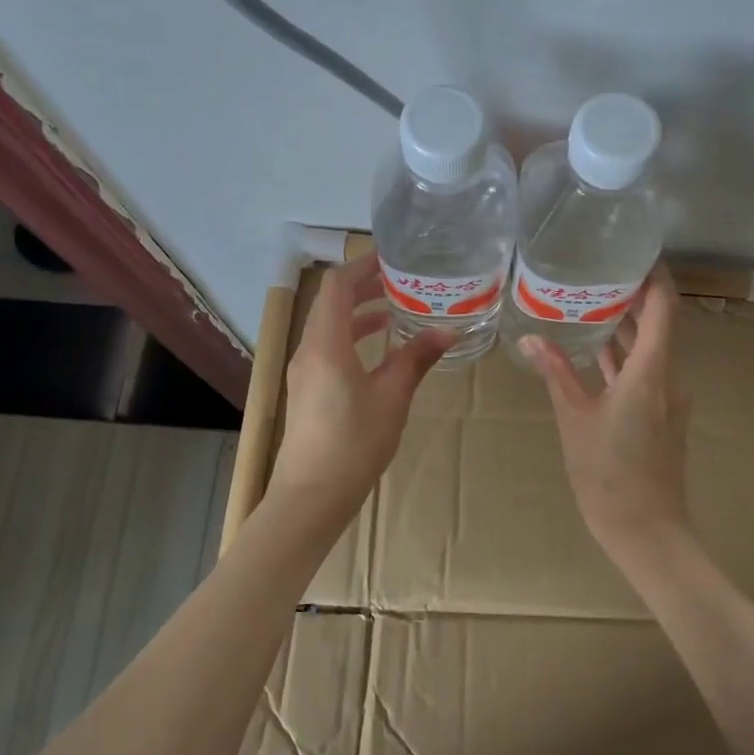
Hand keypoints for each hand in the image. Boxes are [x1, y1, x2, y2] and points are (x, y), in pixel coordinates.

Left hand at [266, 252, 452, 526]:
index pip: (338, 286)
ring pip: (328, 326)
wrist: (312, 495)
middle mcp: (309, 349)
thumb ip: (417, 358)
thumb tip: (449, 332)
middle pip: (331, 303)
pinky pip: (327, 347)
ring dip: (357, 313)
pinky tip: (378, 349)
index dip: (363, 266)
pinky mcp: (307, 389)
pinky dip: (351, 337)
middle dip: (363, 286)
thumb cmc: (354, 442)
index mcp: (326, 343)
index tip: (392, 259)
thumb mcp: (392, 397)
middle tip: (400, 280)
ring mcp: (304, 370)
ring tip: (394, 310)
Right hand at [522, 264, 694, 561]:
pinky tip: (598, 350)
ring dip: (629, 326)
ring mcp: (668, 398)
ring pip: (652, 348)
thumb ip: (557, 373)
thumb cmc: (608, 473)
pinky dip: (626, 354)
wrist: (646, 530)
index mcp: (651, 371)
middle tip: (599, 271)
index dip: (654, 276)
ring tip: (593, 301)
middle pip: (660, 323)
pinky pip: (647, 371)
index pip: (664, 307)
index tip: (633, 252)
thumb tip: (530, 337)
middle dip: (634, 296)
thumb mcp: (575, 418)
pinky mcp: (662, 415)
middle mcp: (668, 377)